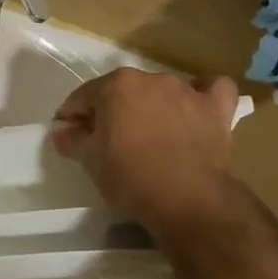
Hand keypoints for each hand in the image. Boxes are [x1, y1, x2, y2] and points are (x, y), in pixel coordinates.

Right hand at [51, 68, 242, 232]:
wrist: (188, 199)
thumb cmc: (130, 176)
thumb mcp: (90, 160)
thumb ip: (72, 140)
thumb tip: (60, 132)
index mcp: (117, 85)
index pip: (83, 97)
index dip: (72, 117)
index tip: (68, 136)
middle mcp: (152, 79)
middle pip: (122, 92)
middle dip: (111, 111)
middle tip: (106, 141)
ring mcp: (187, 91)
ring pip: (161, 91)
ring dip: (150, 106)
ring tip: (148, 135)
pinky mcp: (217, 110)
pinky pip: (211, 91)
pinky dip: (202, 96)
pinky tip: (195, 108)